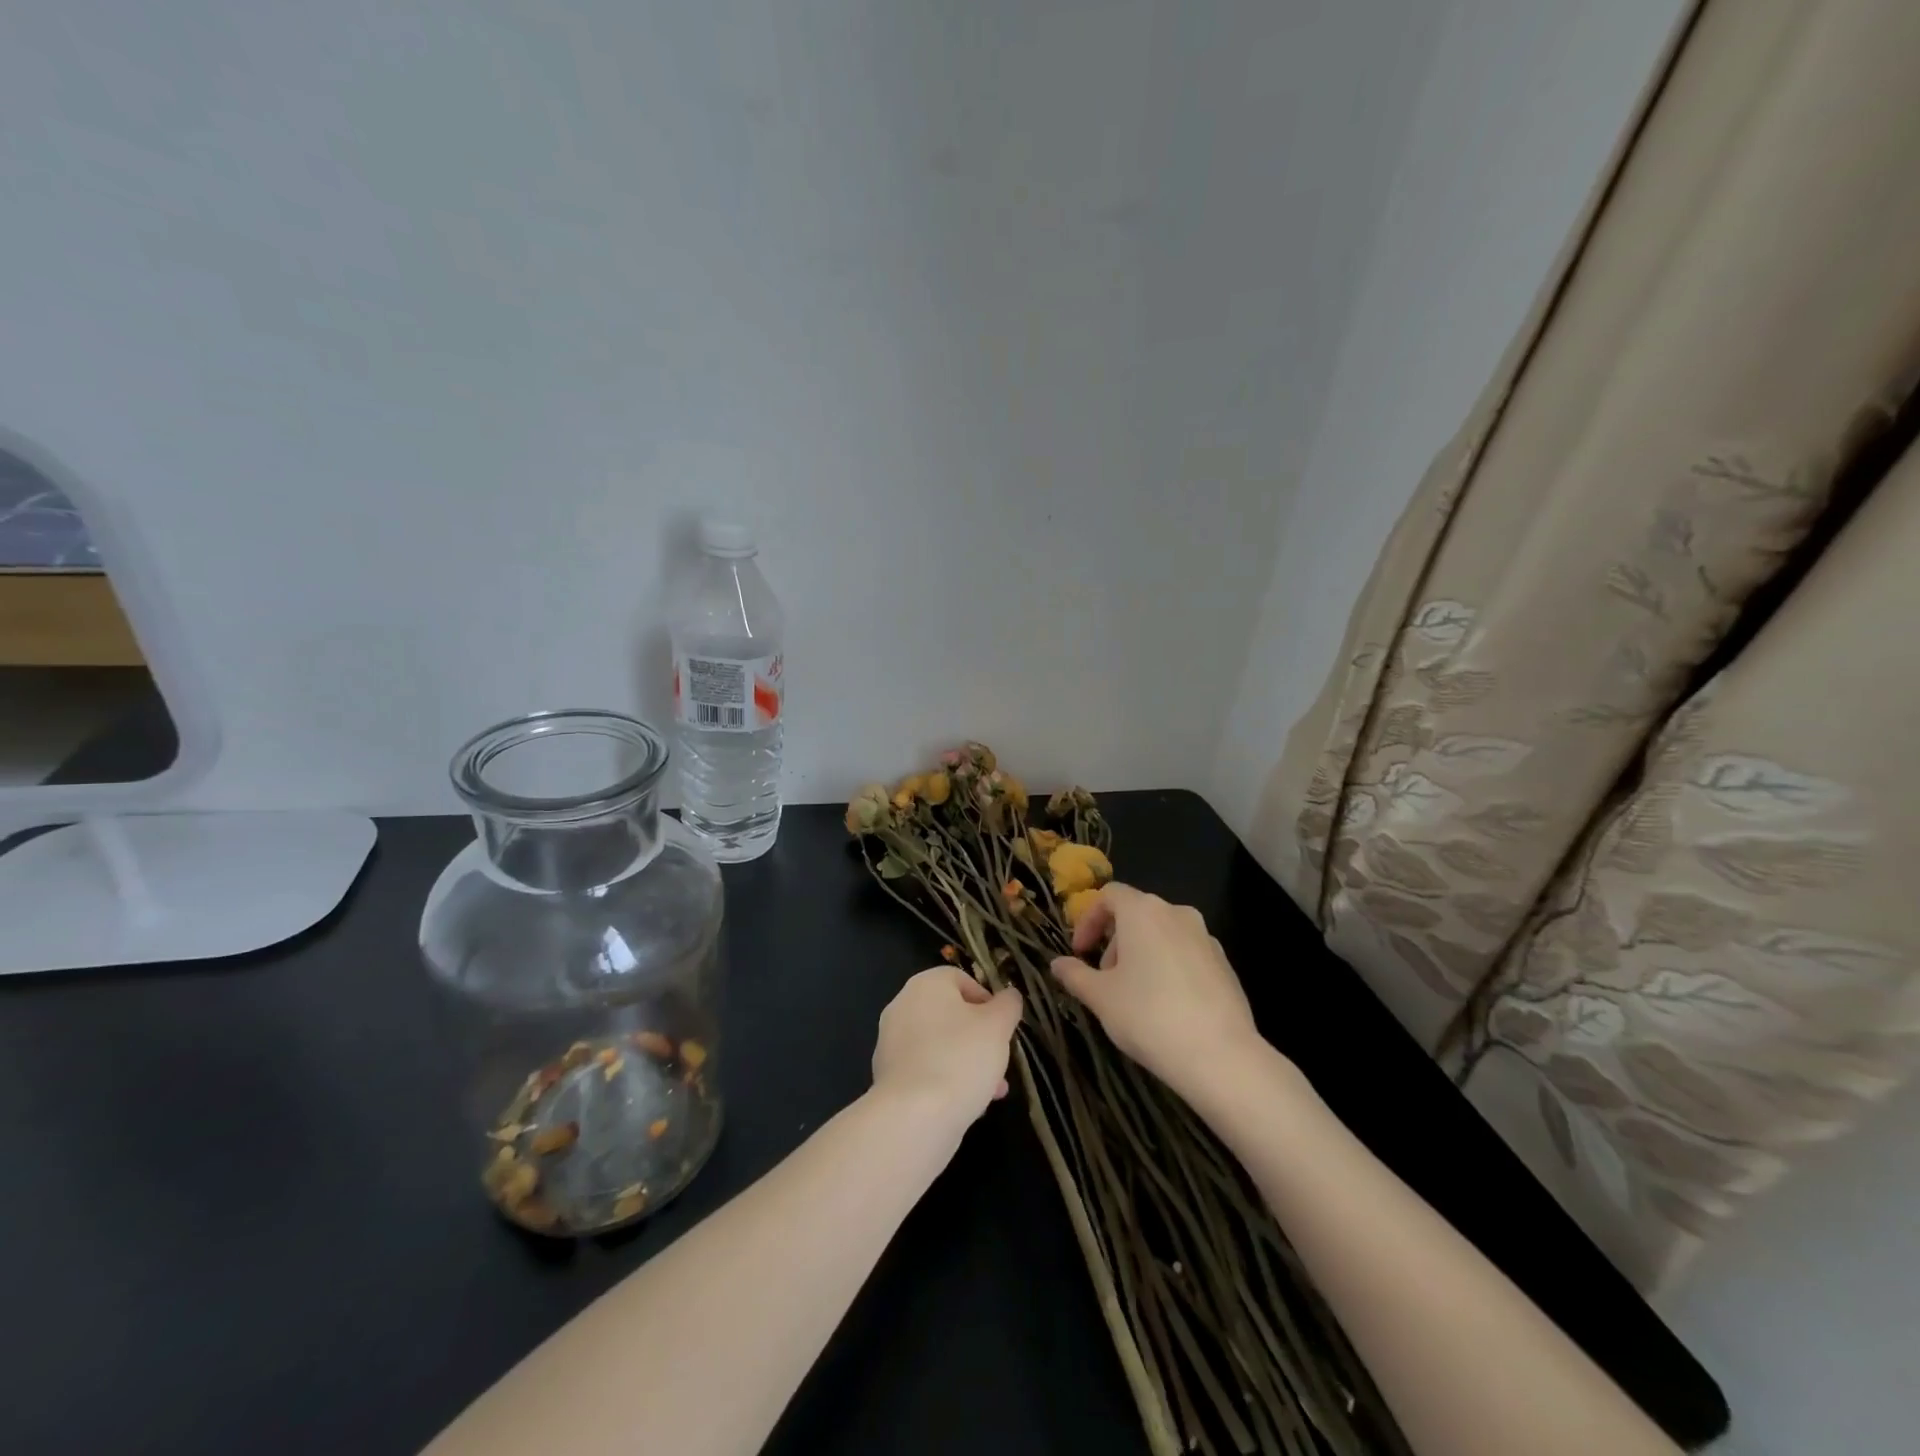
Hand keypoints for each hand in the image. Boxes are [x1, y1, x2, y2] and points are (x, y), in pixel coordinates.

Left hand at [871, 967, 1023, 1127]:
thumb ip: (1008, 1005)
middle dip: (979, 1037)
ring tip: (993, 1090)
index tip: (1002, 1025)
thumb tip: (1009, 996)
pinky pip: (926, 1070)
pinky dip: (946, 1080)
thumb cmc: (960, 1058)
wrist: (913, 1117)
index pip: (960, 979)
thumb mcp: (998, 1026)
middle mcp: (902, 1006)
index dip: (987, 999)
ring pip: (940, 1045)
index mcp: (925, 984)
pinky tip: (969, 1105)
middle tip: (999, 1059)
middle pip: (950, 1014)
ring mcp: (891, 1043)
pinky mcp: (888, 1077)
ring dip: (967, 1062)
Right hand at [1051, 883, 1260, 1101]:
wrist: (1220, 1055)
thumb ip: (1075, 975)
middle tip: (1104, 978)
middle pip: (1136, 914)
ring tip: (1134, 995)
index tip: (1079, 952)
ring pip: (1163, 934)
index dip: (1088, 920)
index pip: (1109, 896)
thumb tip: (1057, 964)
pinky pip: (1186, 954)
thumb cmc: (1148, 1016)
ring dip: (1141, 954)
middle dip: (1114, 942)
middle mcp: (1177, 913)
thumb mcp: (1100, 997)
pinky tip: (1166, 1006)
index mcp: (1143, 911)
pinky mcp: (1225, 964)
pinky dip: (1168, 967)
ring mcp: (1206, 937)